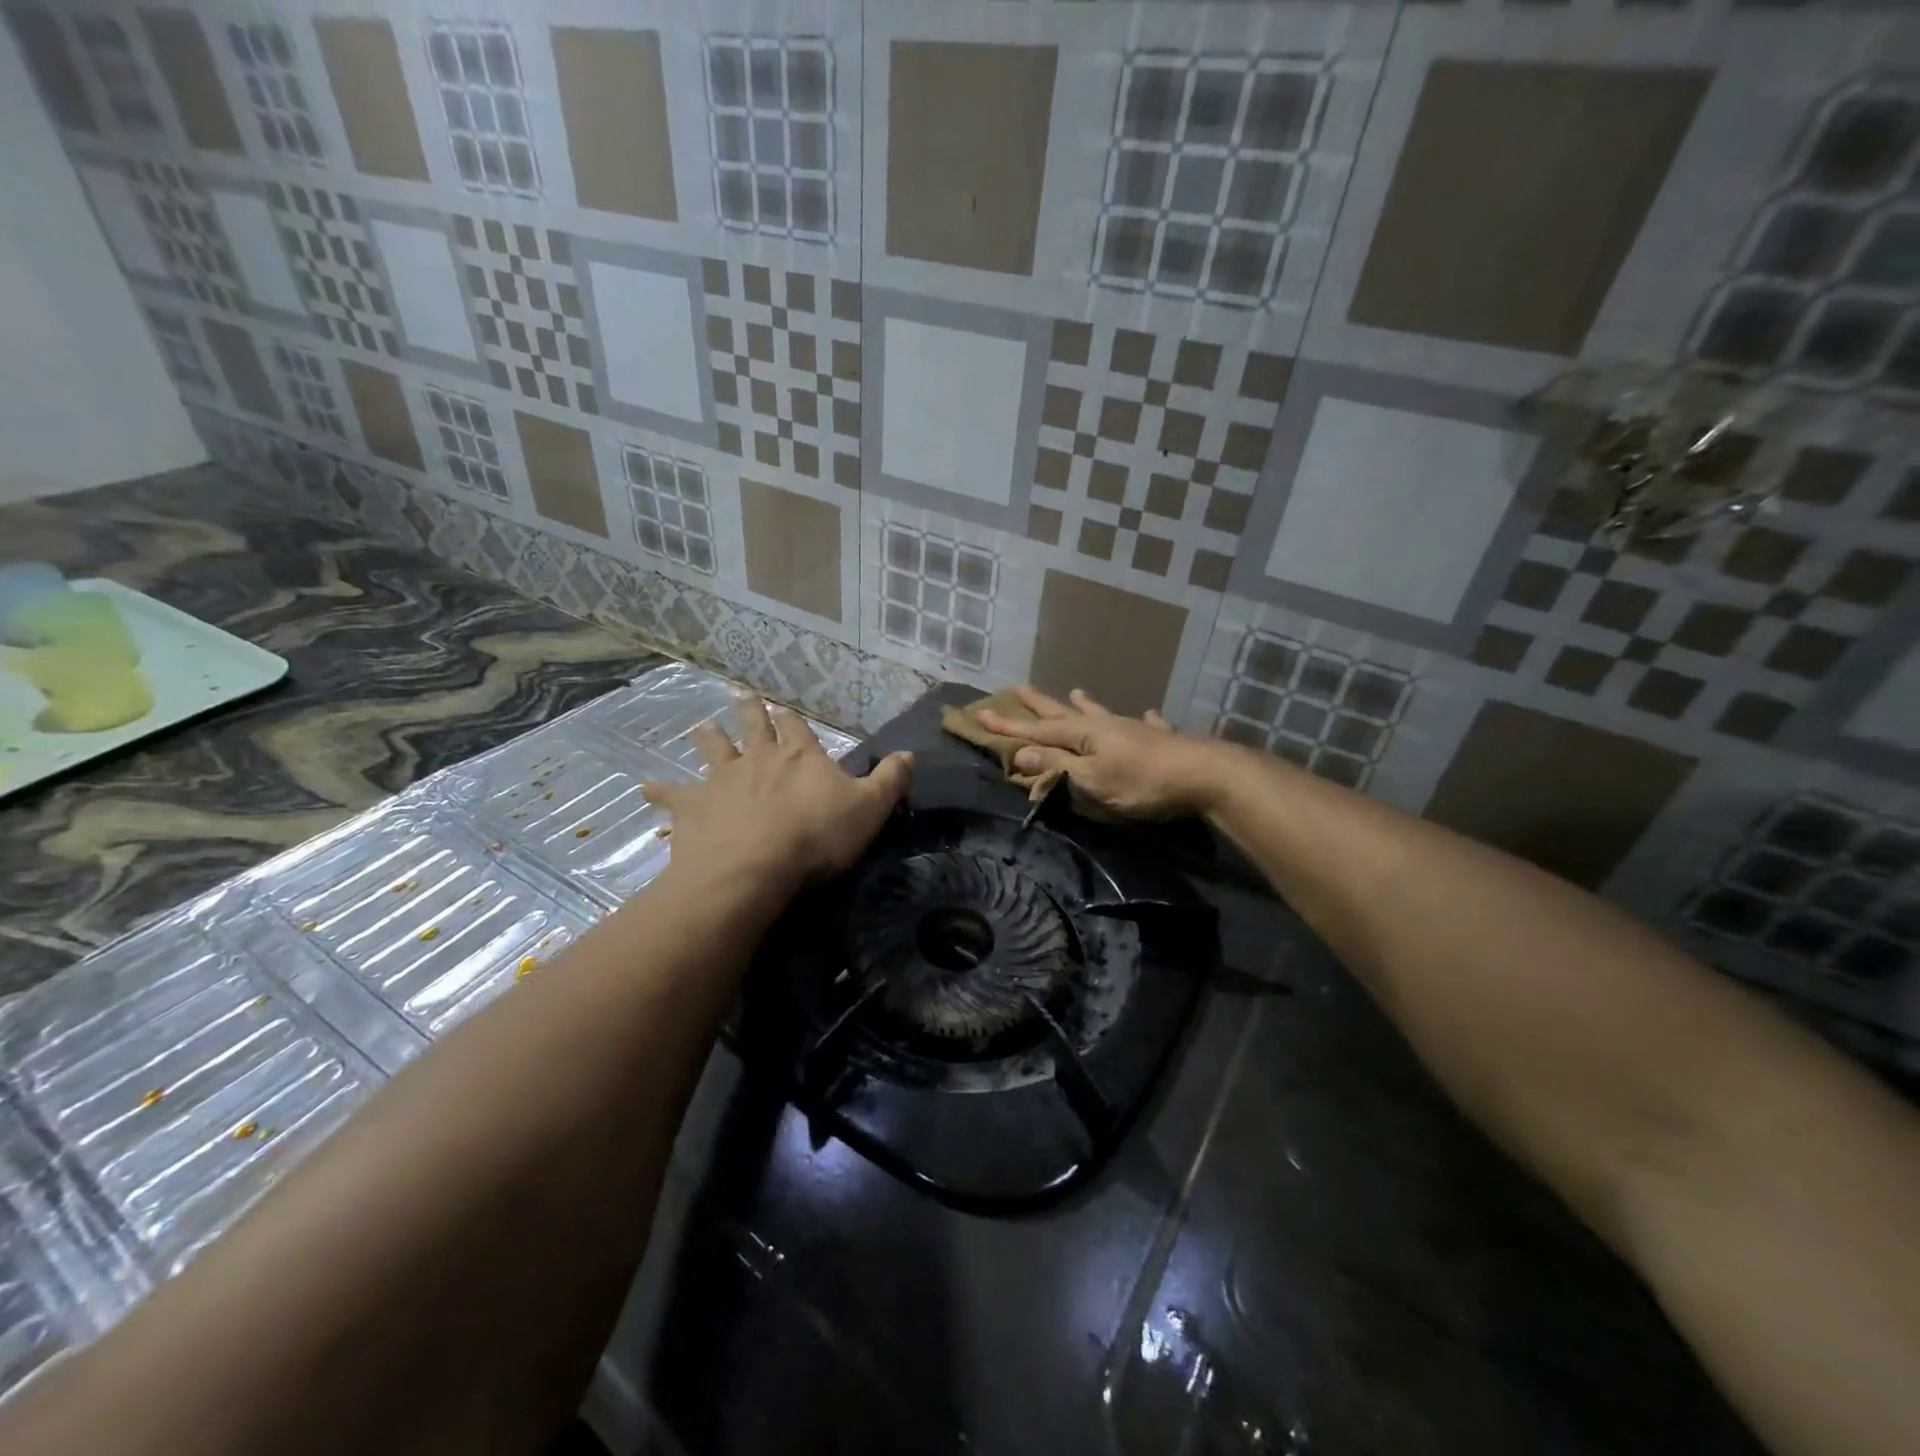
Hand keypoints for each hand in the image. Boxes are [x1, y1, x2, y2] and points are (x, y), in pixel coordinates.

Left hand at [641, 696, 911, 892]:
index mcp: (800, 756)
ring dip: (708, 737)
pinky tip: (643, 787)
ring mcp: (722, 780)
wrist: (754, 866)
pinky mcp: (693, 808)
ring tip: (700, 726)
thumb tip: (910, 753)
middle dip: (749, 712)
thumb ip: (890, 780)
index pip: (796, 727)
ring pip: (713, 749)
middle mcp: (759, 758)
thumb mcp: (870, 809)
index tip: (781, 705)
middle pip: (752, 727)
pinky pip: (671, 795)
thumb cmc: (817, 836)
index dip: (790, 717)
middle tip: (740, 695)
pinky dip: (659, 791)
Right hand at [978, 687, 1217, 819]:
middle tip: (1018, 688)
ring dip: (1087, 705)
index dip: (1009, 726)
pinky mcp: (1162, 741)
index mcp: (1084, 736)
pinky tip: (1148, 713)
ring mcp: (1135, 731)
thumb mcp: (1092, 779)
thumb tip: (1019, 753)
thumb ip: (1058, 767)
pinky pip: (1147, 725)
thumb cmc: (1142, 782)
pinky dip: (1143, 720)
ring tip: (1076, 691)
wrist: (1205, 775)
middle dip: (1039, 705)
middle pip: (1065, 713)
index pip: (1037, 730)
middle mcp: (1106, 726)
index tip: (980, 714)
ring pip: (1103, 714)